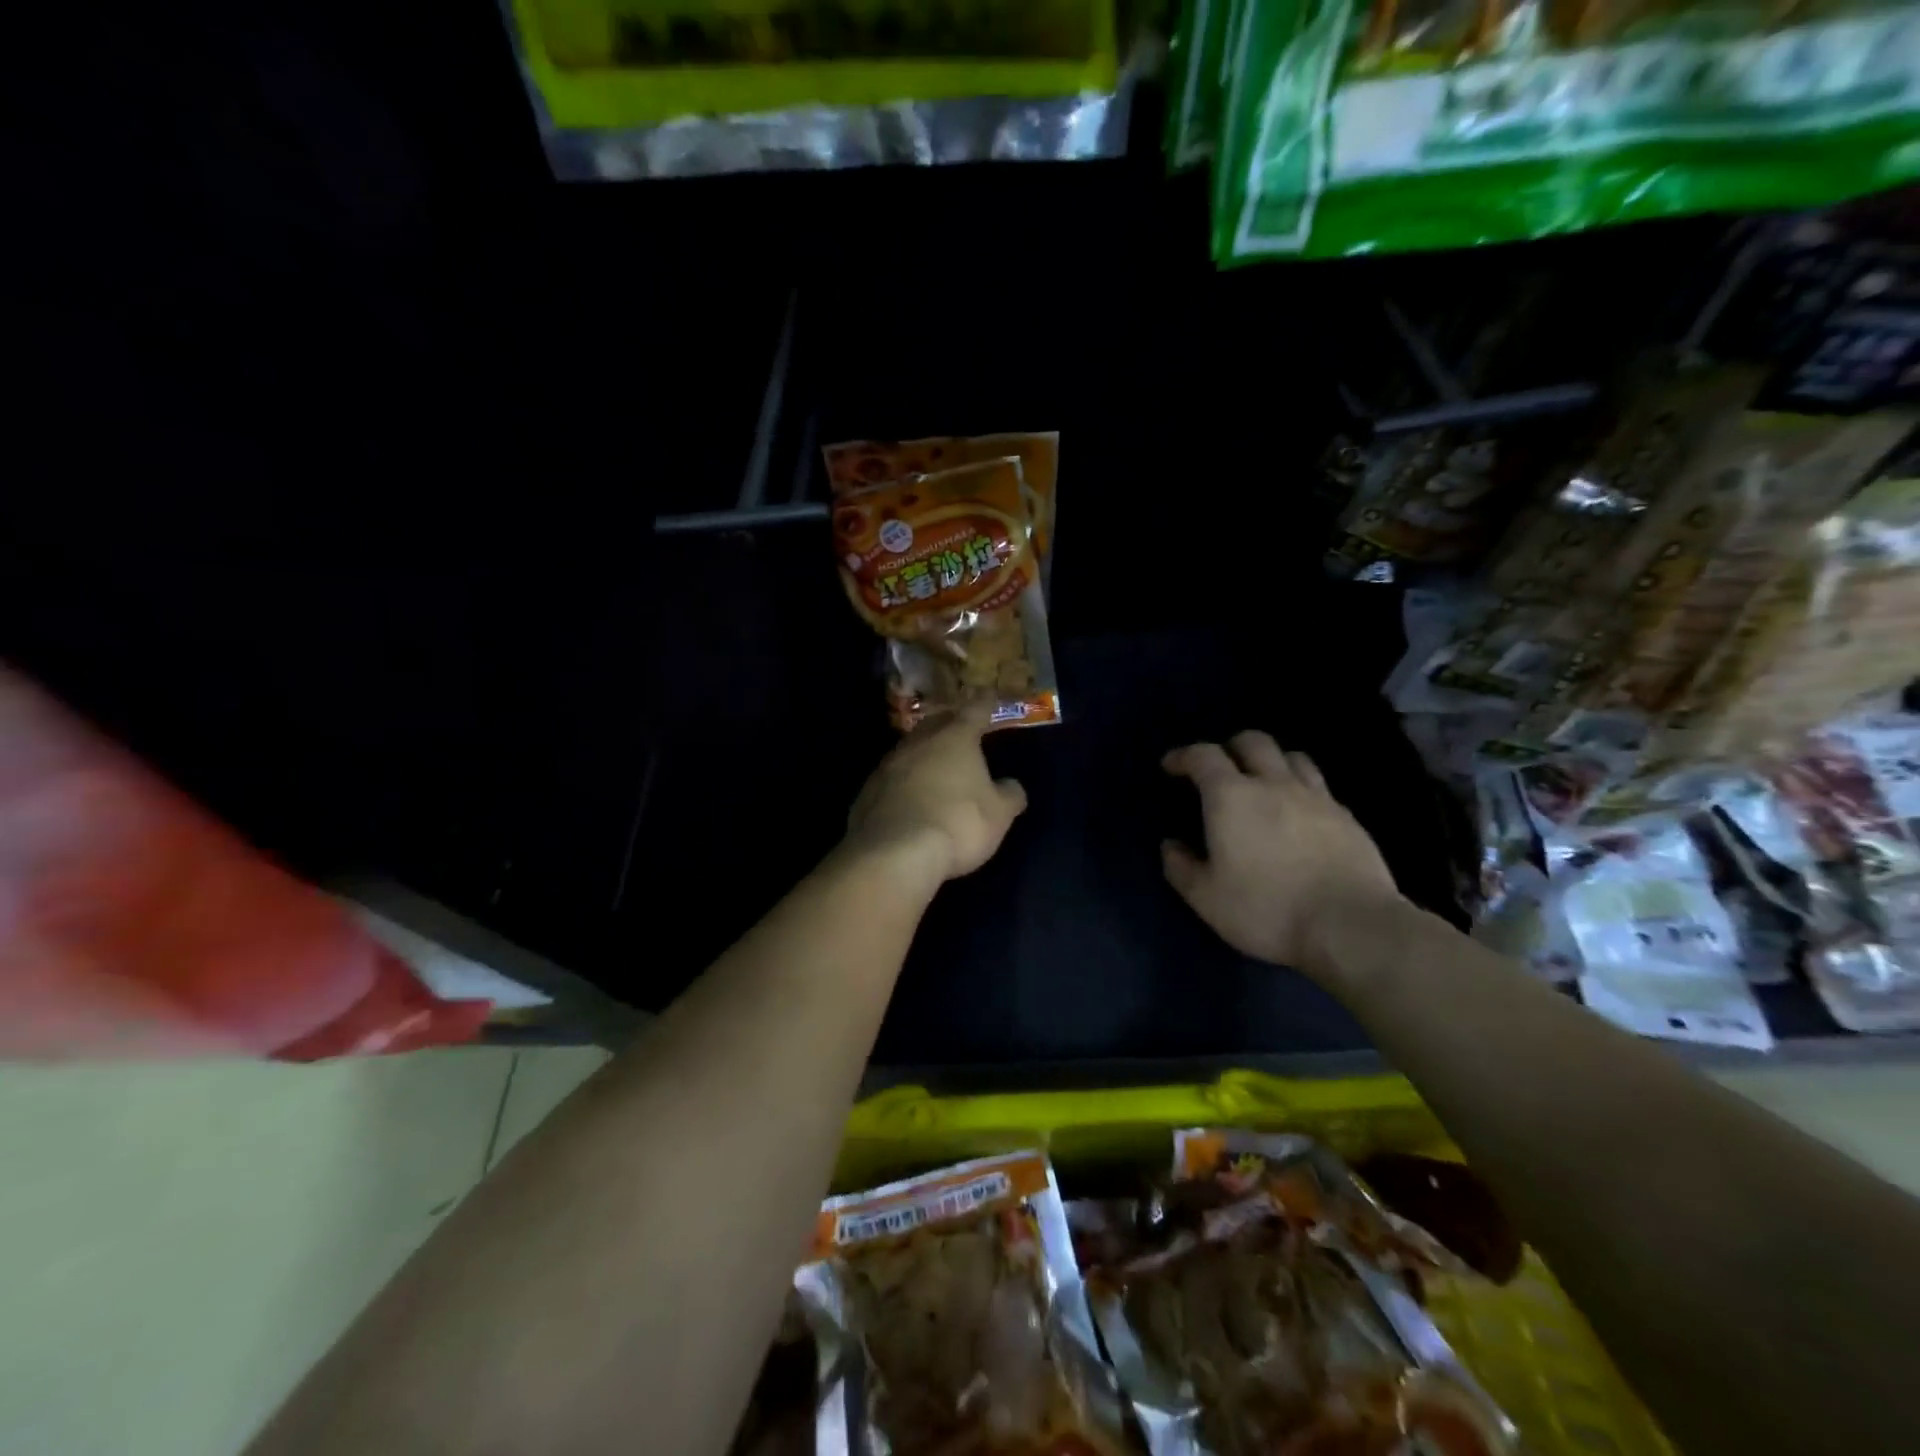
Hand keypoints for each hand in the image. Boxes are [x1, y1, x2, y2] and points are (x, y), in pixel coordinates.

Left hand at [844, 701, 1027, 885]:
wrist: (894, 854)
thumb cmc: (958, 824)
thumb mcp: (999, 814)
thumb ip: (1008, 795)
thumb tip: (1010, 785)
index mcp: (955, 738)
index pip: (974, 711)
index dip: (984, 704)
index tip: (988, 696)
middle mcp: (918, 743)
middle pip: (935, 724)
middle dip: (949, 725)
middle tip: (960, 730)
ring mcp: (887, 766)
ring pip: (909, 751)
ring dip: (923, 755)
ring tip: (935, 767)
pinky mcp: (866, 793)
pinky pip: (891, 780)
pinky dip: (903, 784)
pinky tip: (909, 800)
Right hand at [1161, 731, 1402, 974]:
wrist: (1350, 926)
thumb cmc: (1266, 909)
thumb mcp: (1206, 898)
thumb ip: (1181, 867)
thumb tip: (1171, 846)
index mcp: (1231, 796)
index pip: (1203, 756)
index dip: (1184, 756)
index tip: (1171, 766)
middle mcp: (1274, 784)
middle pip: (1253, 742)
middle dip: (1230, 748)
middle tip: (1219, 770)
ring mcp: (1317, 797)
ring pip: (1292, 757)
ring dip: (1271, 761)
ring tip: (1262, 782)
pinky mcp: (1348, 817)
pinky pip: (1320, 786)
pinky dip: (1301, 788)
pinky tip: (1299, 812)